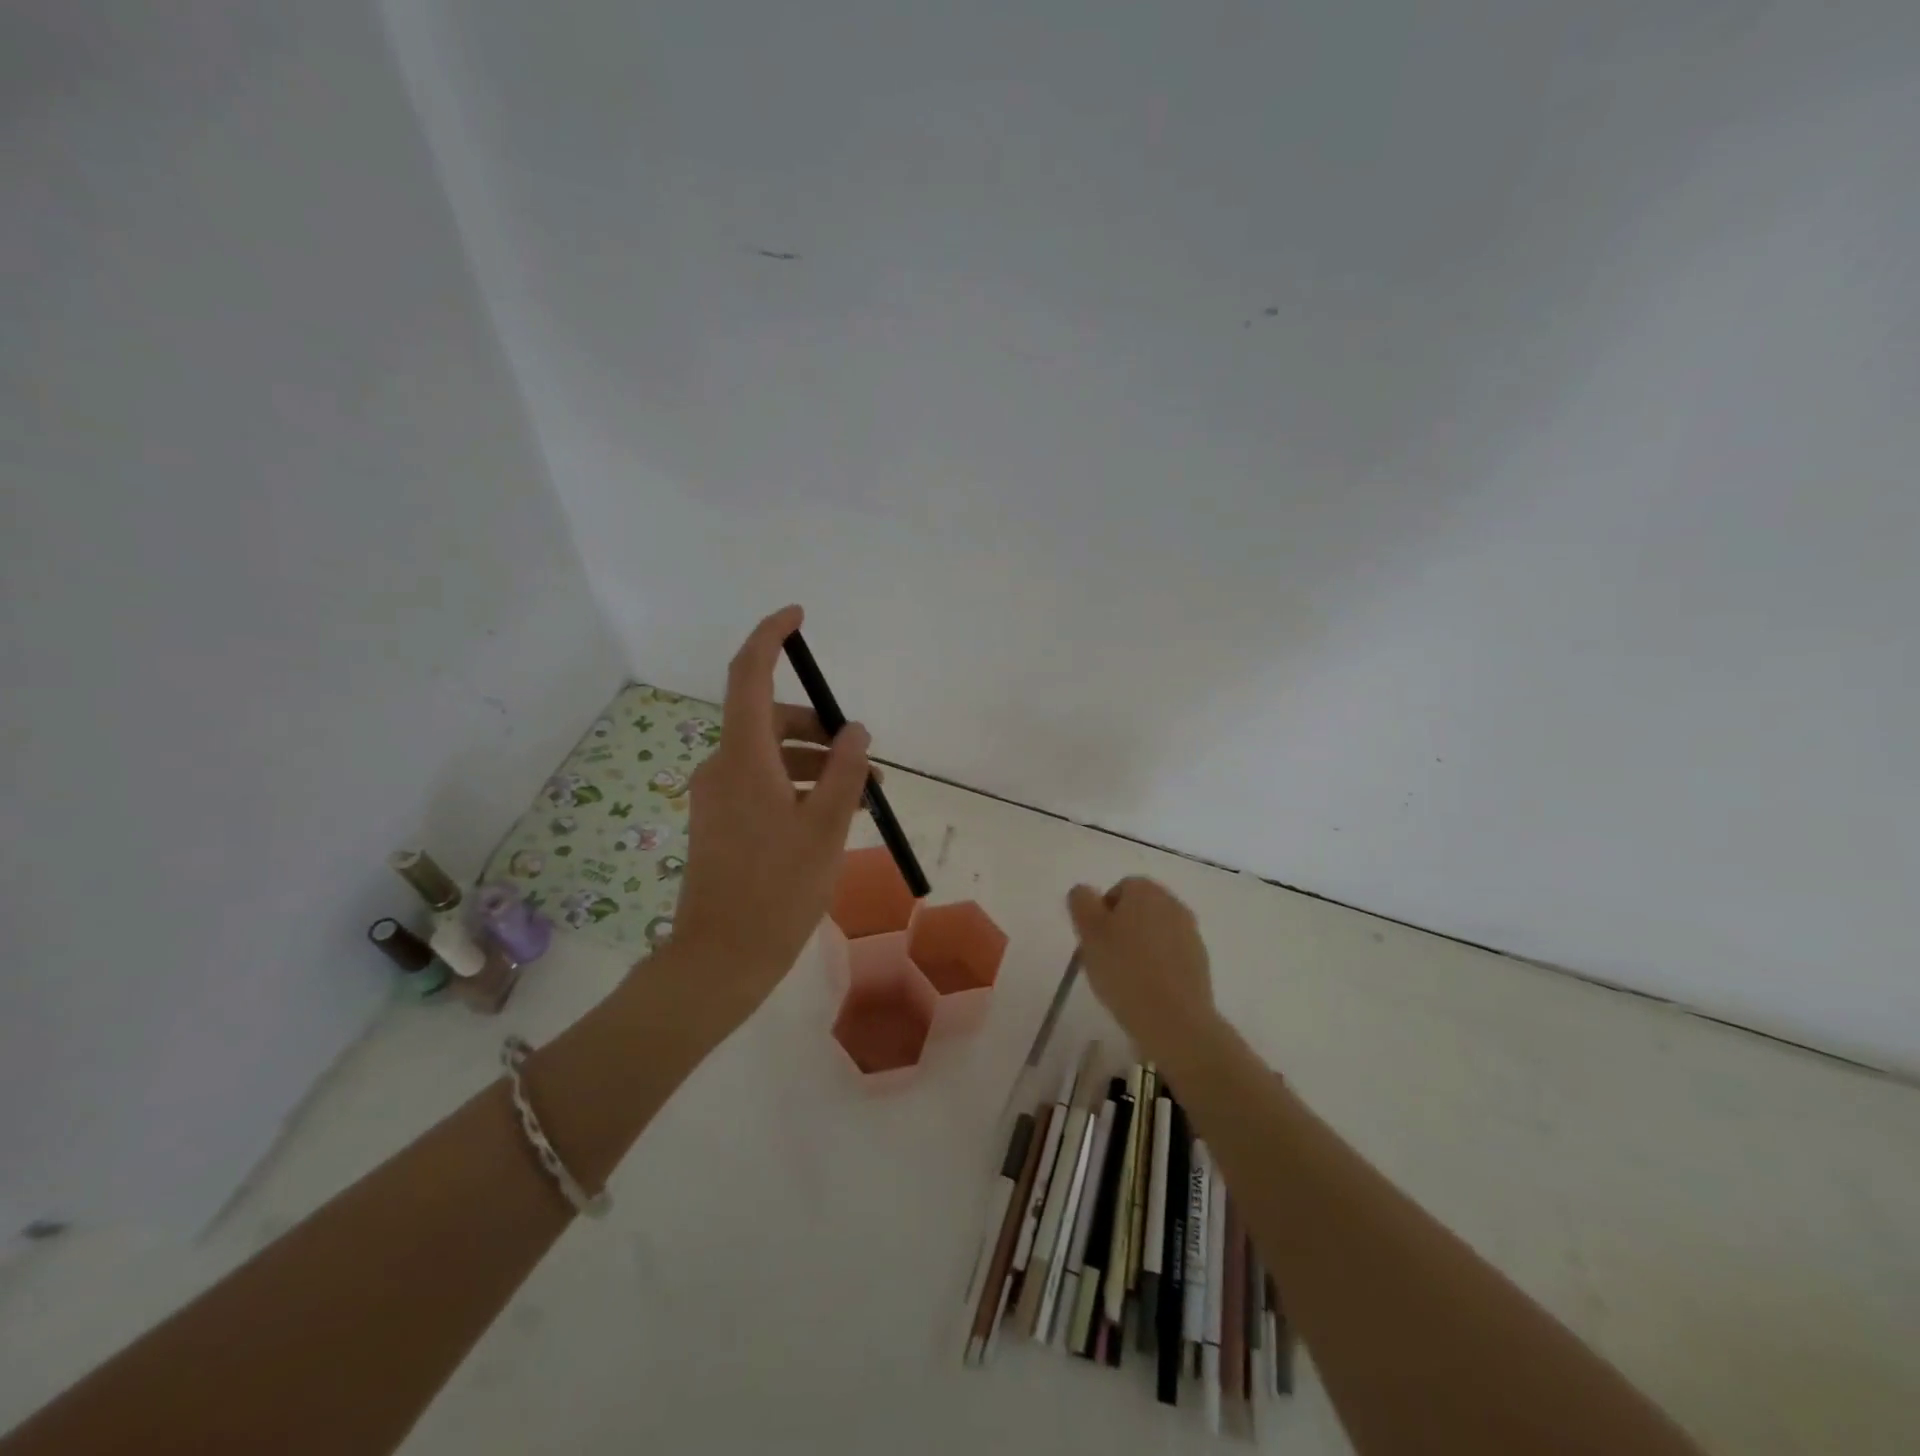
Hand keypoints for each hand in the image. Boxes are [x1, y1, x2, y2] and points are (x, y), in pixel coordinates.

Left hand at [666, 606, 871, 1018]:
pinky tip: (827, 816)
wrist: (721, 958)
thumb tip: (855, 731)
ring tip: (858, 795)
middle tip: (862, 758)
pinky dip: (794, 785)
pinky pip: (760, 783)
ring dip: (812, 762)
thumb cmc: (779, 891)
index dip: (771, 637)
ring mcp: (716, 795)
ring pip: (768, 754)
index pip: (749, 674)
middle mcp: (722, 767)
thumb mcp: (826, 828)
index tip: (798, 617)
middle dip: (817, 728)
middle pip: (768, 719)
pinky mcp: (719, 820)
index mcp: (743, 759)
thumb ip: (843, 772)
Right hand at [1066, 877, 1217, 1059]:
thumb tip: (1084, 892)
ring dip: (1140, 947)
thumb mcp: (1089, 933)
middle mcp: (1172, 903)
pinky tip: (1147, 989)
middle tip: (1105, 958)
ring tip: (1125, 978)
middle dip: (1121, 929)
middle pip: (1138, 909)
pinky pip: (1170, 954)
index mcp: (1146, 891)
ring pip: (1155, 932)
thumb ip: (1082, 903)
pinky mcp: (1200, 960)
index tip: (1094, 941)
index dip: (1102, 914)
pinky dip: (1158, 965)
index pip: (1118, 889)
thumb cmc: (1125, 970)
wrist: (1174, 1019)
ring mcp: (1190, 932)